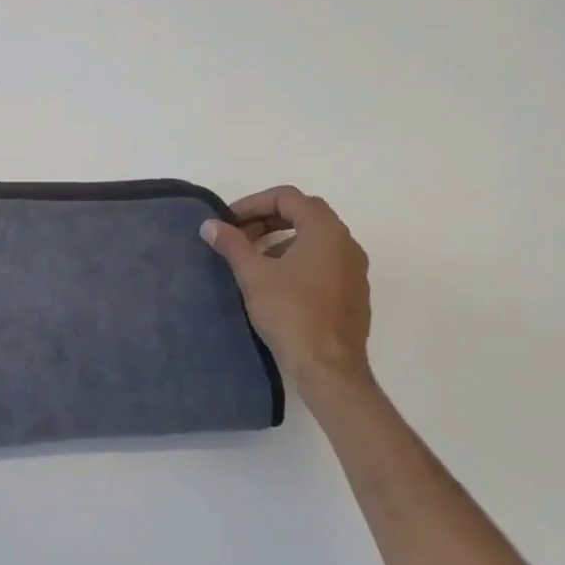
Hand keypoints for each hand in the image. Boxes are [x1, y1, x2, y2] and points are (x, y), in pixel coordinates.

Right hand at [201, 185, 373, 406]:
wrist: (328, 367)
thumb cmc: (290, 312)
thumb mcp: (253, 274)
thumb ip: (232, 244)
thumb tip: (210, 224)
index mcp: (326, 231)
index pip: (288, 197)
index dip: (253, 203)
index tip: (228, 221)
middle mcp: (346, 243)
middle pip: (304, 214)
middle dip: (267, 219)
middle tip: (237, 235)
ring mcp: (354, 269)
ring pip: (314, 238)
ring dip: (281, 239)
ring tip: (252, 258)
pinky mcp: (353, 293)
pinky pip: (323, 261)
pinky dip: (297, 258)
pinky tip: (275, 281)